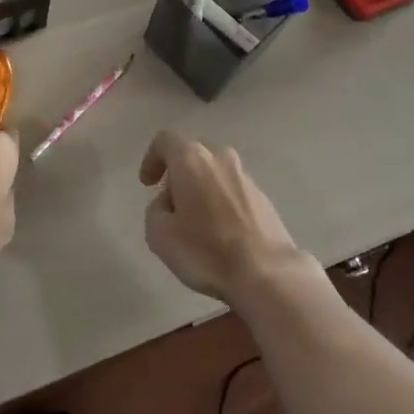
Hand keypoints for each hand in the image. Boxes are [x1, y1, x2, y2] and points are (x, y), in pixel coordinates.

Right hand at [139, 131, 307, 303]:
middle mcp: (220, 158)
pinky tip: (220, 232)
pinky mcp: (262, 196)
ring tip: (196, 223)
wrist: (266, 273)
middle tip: (171, 206)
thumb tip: (168, 203)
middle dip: (178, 175)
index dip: (151, 158)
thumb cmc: (206, 251)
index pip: (165, 140)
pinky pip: (232, 190)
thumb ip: (155, 210)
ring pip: (214, 172)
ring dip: (201, 189)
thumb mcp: (159, 235)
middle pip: (192, 154)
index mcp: (192, 159)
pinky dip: (221, 202)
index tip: (147, 184)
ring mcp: (245, 176)